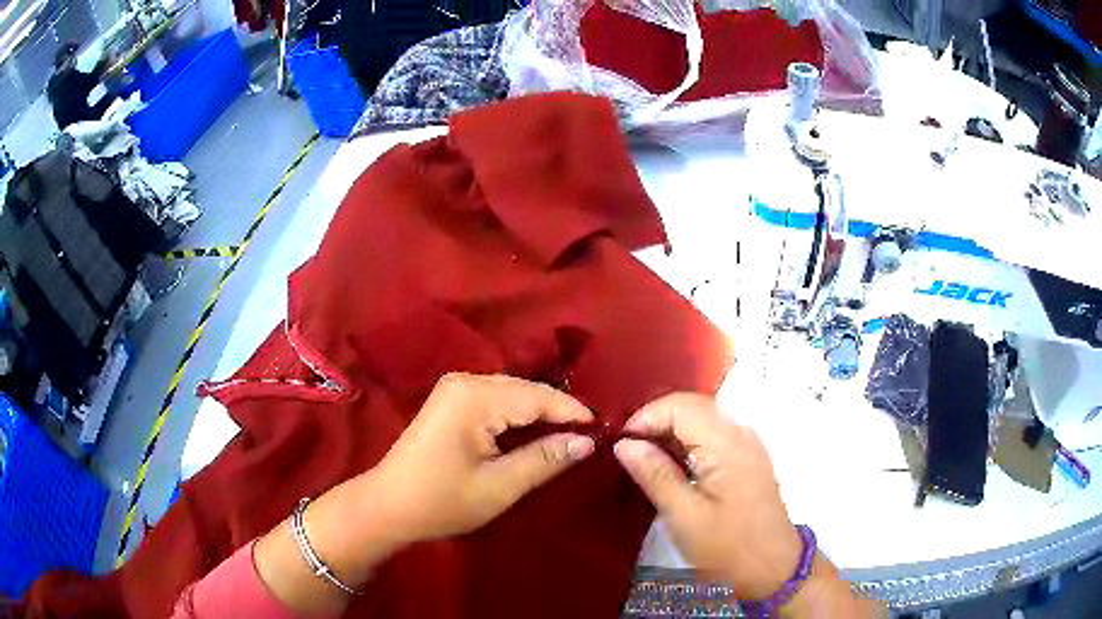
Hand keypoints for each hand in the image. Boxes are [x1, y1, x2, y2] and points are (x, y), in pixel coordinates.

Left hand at [256, 373, 595, 613]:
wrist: (388, 505)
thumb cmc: (442, 500)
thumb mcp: (500, 486)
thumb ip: (545, 459)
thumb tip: (587, 442)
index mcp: (477, 397)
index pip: (540, 397)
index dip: (574, 414)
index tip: (605, 431)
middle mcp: (466, 381)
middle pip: (526, 391)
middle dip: (558, 413)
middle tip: (590, 438)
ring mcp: (455, 388)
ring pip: (513, 394)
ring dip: (539, 415)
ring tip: (569, 437)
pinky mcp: (451, 400)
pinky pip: (496, 401)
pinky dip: (518, 417)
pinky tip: (533, 434)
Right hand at [613, 393, 801, 599]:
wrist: (773, 569)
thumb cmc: (728, 548)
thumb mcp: (685, 517)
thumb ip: (655, 475)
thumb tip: (624, 444)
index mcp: (727, 444)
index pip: (680, 406)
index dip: (646, 417)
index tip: (620, 444)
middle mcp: (740, 434)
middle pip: (692, 406)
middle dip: (656, 421)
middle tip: (628, 450)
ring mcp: (747, 444)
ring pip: (702, 418)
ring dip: (670, 431)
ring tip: (643, 458)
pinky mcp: (748, 458)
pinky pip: (713, 435)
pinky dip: (688, 442)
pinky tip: (671, 466)